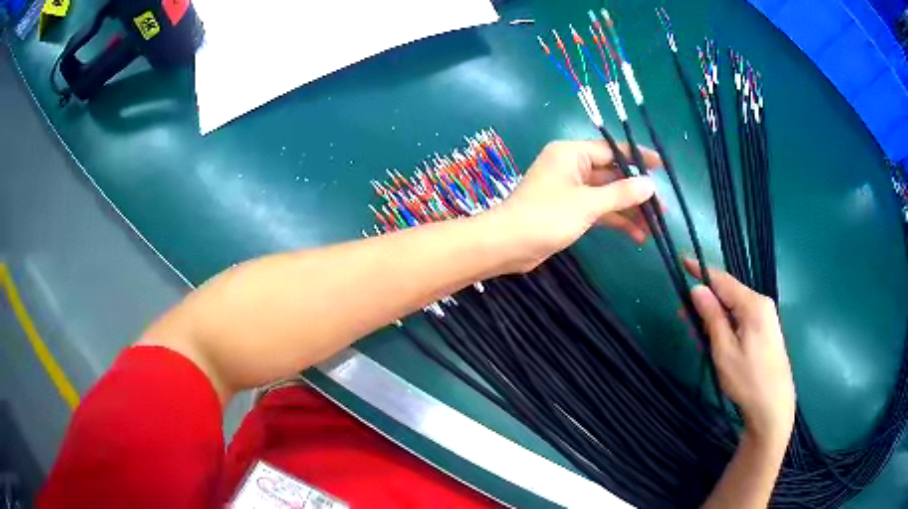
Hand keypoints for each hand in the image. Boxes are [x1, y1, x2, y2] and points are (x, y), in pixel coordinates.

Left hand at [491, 140, 658, 271]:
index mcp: (572, 153)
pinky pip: (598, 210)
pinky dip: (615, 220)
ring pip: (607, 195)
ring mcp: (571, 189)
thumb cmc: (546, 216)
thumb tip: (649, 185)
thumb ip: (620, 194)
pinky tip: (636, 235)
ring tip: (655, 226)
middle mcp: (572, 166)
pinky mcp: (569, 210)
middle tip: (662, 208)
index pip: (612, 150)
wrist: (508, 245)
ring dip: (629, 210)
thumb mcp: (588, 204)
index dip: (638, 158)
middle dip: (636, 192)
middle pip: (612, 174)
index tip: (662, 167)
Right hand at [685, 259, 795, 444]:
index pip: (722, 280)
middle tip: (683, 316)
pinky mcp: (766, 331)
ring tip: (697, 333)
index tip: (682, 261)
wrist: (773, 407)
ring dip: (715, 315)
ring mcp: (766, 317)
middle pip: (729, 293)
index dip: (701, 271)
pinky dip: (726, 323)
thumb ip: (712, 317)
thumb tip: (697, 289)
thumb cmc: (747, 380)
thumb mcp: (724, 350)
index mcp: (753, 304)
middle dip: (706, 300)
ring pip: (735, 307)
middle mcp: (762, 304)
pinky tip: (716, 339)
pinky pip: (742, 318)